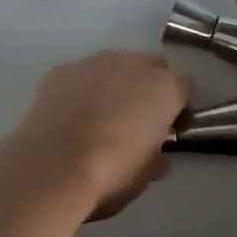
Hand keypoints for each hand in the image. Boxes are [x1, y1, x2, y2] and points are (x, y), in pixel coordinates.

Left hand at [11, 51, 188, 220]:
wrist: (52, 168)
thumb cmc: (112, 173)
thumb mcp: (147, 174)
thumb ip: (158, 156)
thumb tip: (156, 153)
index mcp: (165, 88)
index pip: (184, 87)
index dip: (179, 108)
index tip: (171, 129)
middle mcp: (133, 64)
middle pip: (151, 67)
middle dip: (148, 88)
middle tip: (137, 119)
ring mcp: (94, 62)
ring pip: (113, 67)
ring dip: (114, 85)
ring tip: (99, 117)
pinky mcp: (60, 70)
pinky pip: (80, 76)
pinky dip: (81, 90)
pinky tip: (70, 116)